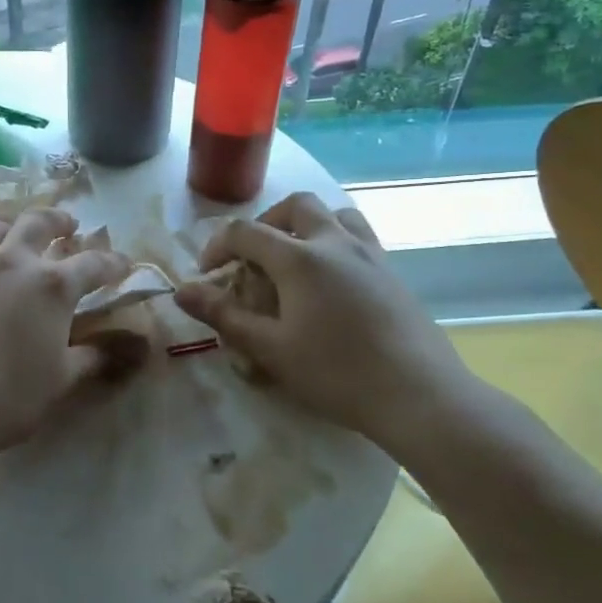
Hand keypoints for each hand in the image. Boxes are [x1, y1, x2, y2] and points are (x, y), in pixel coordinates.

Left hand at [0, 208, 129, 473]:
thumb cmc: (8, 396)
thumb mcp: (61, 378)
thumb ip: (97, 356)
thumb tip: (137, 348)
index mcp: (51, 285)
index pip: (92, 263)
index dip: (113, 263)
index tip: (123, 265)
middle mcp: (13, 261)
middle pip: (39, 222)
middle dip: (60, 221)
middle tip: (69, 226)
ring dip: (14, 227)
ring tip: (19, 236)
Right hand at [173, 192, 481, 458]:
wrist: (420, 396)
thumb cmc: (337, 373)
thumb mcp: (270, 349)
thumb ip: (224, 315)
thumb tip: (181, 290)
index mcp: (300, 258)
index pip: (245, 232)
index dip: (218, 247)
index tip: (208, 275)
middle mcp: (335, 242)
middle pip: (295, 206)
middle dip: (266, 223)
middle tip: (254, 257)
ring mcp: (370, 254)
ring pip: (334, 213)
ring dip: (306, 225)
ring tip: (294, 258)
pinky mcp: (393, 272)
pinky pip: (359, 236)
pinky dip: (335, 241)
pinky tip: (332, 281)